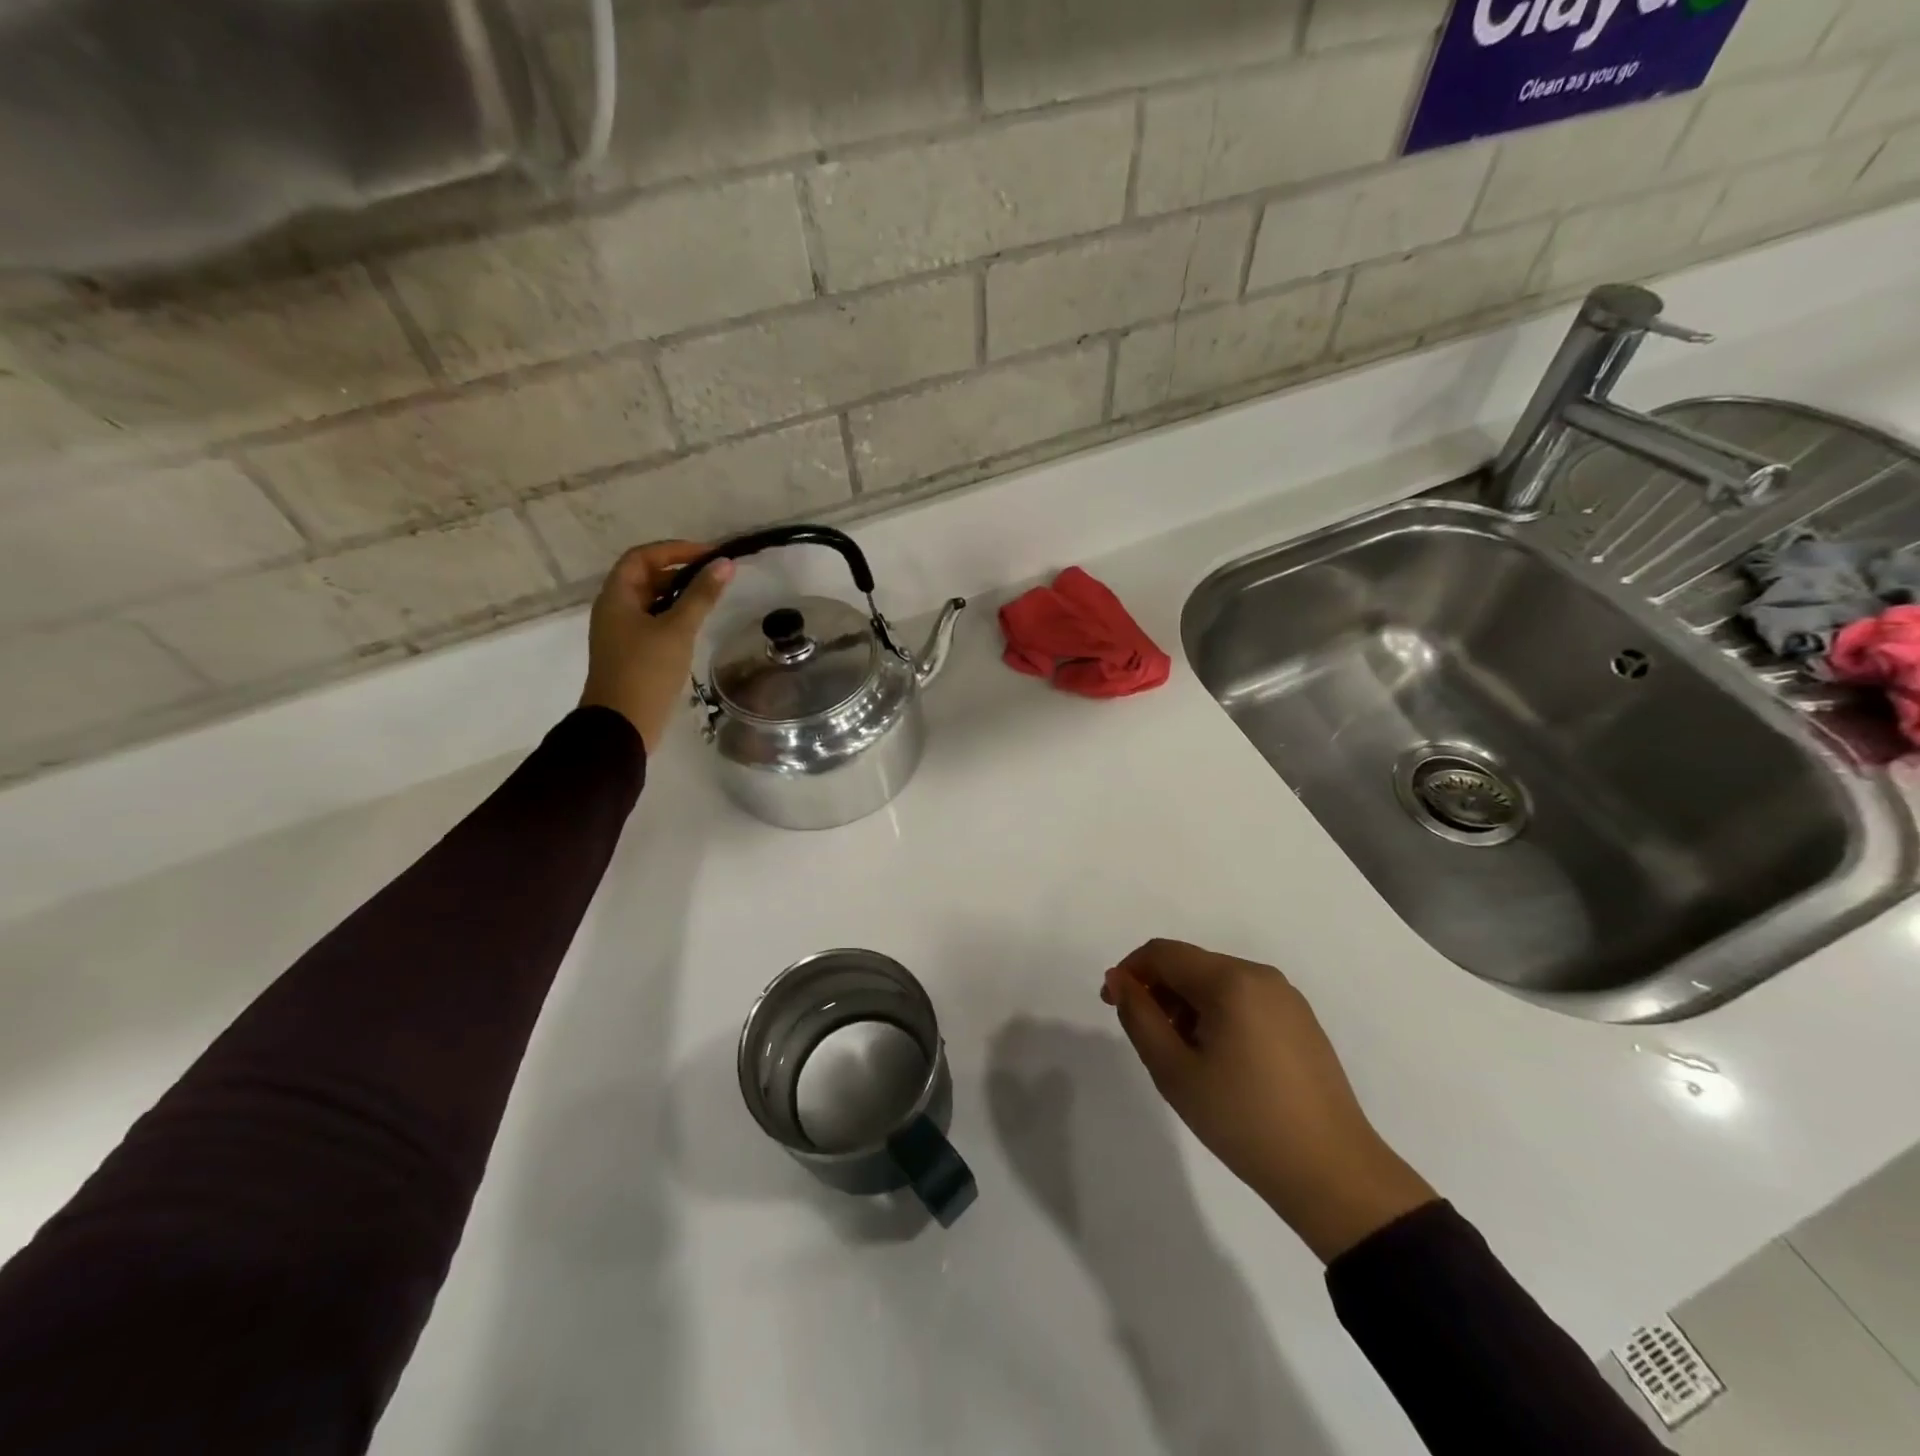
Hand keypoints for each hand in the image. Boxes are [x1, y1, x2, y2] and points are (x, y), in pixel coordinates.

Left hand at [579, 541, 732, 752]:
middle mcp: (614, 609)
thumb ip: (701, 595)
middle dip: (680, 571)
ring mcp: (622, 633)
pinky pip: (654, 623)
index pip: (642, 557)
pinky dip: (675, 617)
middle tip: (715, 576)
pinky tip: (697, 626)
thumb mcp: (678, 630)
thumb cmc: (646, 671)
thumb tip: (725, 563)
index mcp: (616, 596)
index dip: (674, 549)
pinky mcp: (632, 653)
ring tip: (712, 598)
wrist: (622, 725)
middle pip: (646, 577)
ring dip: (679, 595)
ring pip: (652, 602)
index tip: (709, 554)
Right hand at [1103, 939, 1436, 1261]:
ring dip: (1187, 1004)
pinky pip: (1244, 999)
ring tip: (1183, 1056)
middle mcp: (1260, 975)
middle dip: (1159, 991)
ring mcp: (1286, 997)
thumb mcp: (1174, 1071)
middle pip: (1191, 964)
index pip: (1163, 953)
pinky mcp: (1301, 1021)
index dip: (1130, 971)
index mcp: (1230, 980)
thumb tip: (1119, 980)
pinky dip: (1218, 1014)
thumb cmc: (1243, 1120)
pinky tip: (1219, 1060)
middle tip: (1148, 1039)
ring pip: (1217, 982)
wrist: (1333, 1174)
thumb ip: (1139, 1017)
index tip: (1111, 1005)